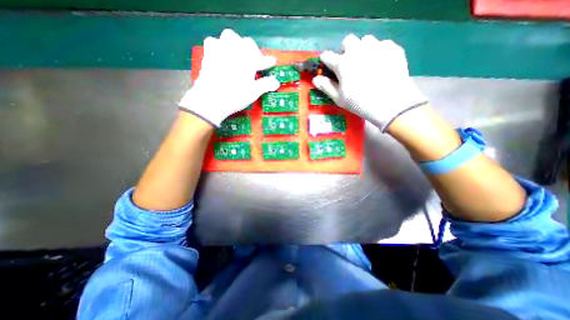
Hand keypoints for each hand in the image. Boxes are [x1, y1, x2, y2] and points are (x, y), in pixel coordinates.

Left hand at [177, 27, 279, 126]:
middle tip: (255, 63)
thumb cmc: (235, 96)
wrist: (210, 99)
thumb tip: (276, 82)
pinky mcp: (208, 54)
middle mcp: (235, 50)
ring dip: (237, 45)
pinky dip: (220, 47)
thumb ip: (266, 84)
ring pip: (230, 37)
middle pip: (247, 43)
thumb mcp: (253, 92)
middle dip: (253, 51)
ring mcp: (220, 50)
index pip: (262, 58)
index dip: (268, 61)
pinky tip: (222, 56)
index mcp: (248, 60)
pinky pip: (214, 42)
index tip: (272, 63)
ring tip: (238, 56)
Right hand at [311, 33, 427, 130]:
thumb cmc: (359, 103)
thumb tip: (315, 79)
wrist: (390, 103)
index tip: (327, 64)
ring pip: (365, 40)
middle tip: (349, 63)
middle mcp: (357, 50)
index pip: (327, 56)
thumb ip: (326, 86)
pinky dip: (378, 52)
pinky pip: (382, 44)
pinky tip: (381, 65)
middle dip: (345, 50)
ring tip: (366, 63)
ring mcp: (376, 47)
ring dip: (362, 49)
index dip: (325, 60)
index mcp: (342, 64)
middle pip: (348, 41)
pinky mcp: (392, 48)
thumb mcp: (339, 98)